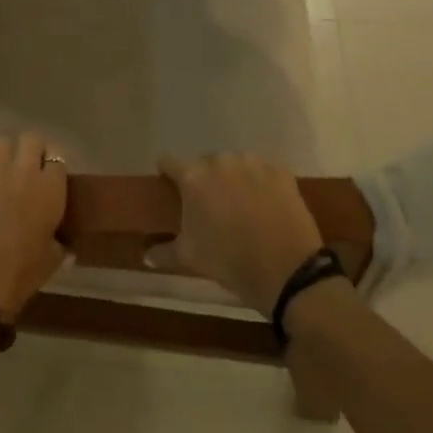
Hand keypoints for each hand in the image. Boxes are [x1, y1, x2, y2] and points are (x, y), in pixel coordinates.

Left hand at [0, 133, 67, 316]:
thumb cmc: (23, 271)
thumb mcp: (52, 260)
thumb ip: (61, 246)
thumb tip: (67, 248)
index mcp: (51, 189)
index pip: (57, 156)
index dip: (51, 161)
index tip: (47, 172)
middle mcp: (26, 171)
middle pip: (30, 138)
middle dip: (28, 148)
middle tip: (24, 166)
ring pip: (0, 142)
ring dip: (1, 154)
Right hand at [147, 153, 322, 312]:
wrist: (287, 271)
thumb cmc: (229, 261)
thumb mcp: (190, 258)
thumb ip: (163, 252)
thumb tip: (145, 256)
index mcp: (193, 177)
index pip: (169, 162)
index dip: (167, 174)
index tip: (170, 189)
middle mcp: (220, 161)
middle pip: (204, 163)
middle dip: (204, 180)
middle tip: (210, 206)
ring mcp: (253, 164)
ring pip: (235, 164)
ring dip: (233, 178)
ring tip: (240, 205)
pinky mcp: (281, 172)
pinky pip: (263, 171)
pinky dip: (260, 183)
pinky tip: (265, 205)